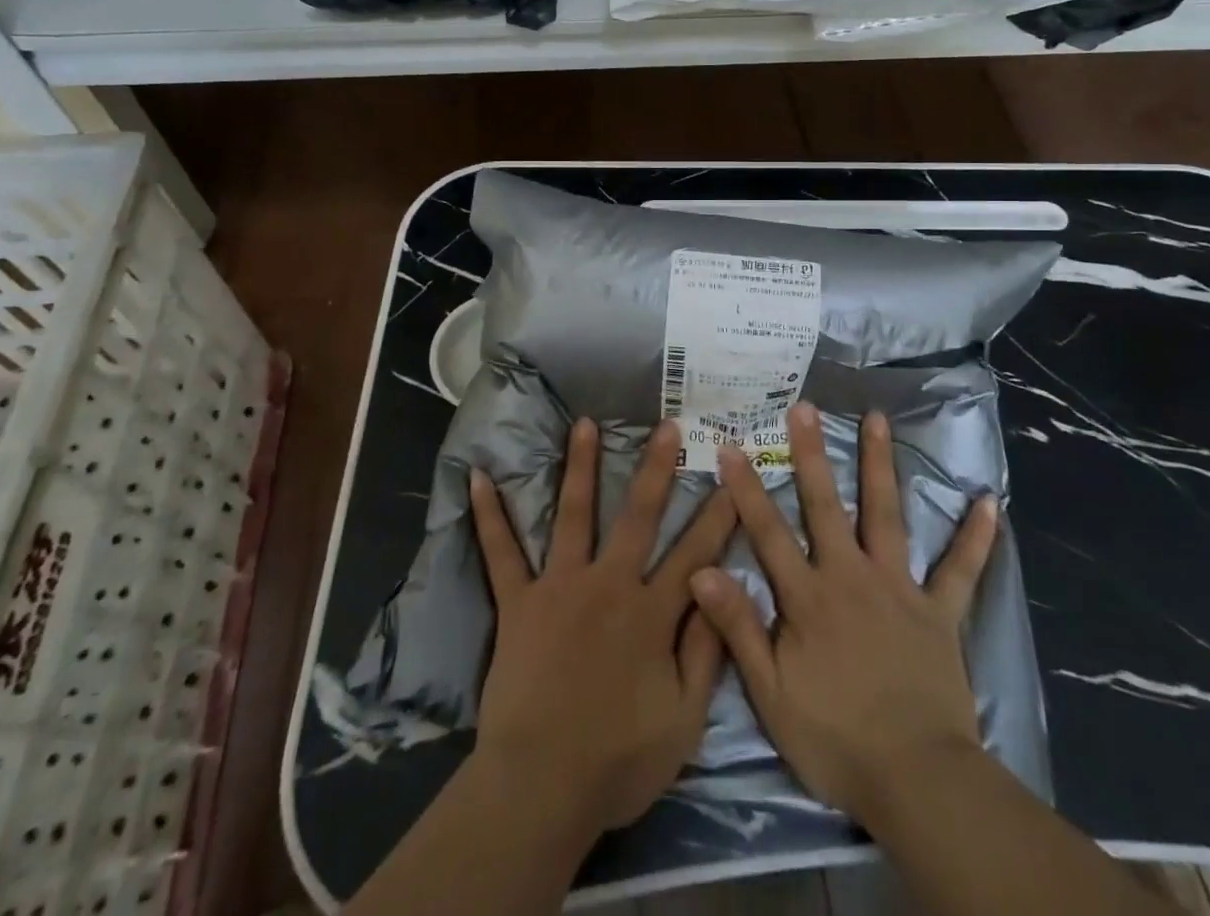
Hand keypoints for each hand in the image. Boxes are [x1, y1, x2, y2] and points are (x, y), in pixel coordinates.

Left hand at [470, 417, 737, 832]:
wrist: (540, 786)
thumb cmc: (617, 761)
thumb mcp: (684, 722)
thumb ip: (706, 652)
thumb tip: (722, 589)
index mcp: (651, 614)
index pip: (695, 553)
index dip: (718, 515)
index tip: (733, 477)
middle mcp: (609, 584)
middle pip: (638, 516)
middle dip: (656, 468)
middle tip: (667, 425)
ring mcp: (560, 586)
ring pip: (574, 514)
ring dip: (579, 466)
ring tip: (584, 423)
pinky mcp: (519, 601)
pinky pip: (501, 552)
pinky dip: (489, 515)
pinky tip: (476, 477)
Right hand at [688, 403, 998, 826]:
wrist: (917, 781)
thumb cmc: (835, 739)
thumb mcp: (771, 693)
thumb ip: (738, 627)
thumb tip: (702, 569)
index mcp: (808, 597)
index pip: (769, 531)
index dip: (747, 488)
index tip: (731, 445)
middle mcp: (851, 576)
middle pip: (826, 505)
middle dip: (812, 454)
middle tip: (805, 407)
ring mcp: (899, 589)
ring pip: (887, 515)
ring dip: (881, 465)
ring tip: (878, 419)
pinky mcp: (940, 613)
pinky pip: (960, 570)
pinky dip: (974, 537)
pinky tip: (988, 502)